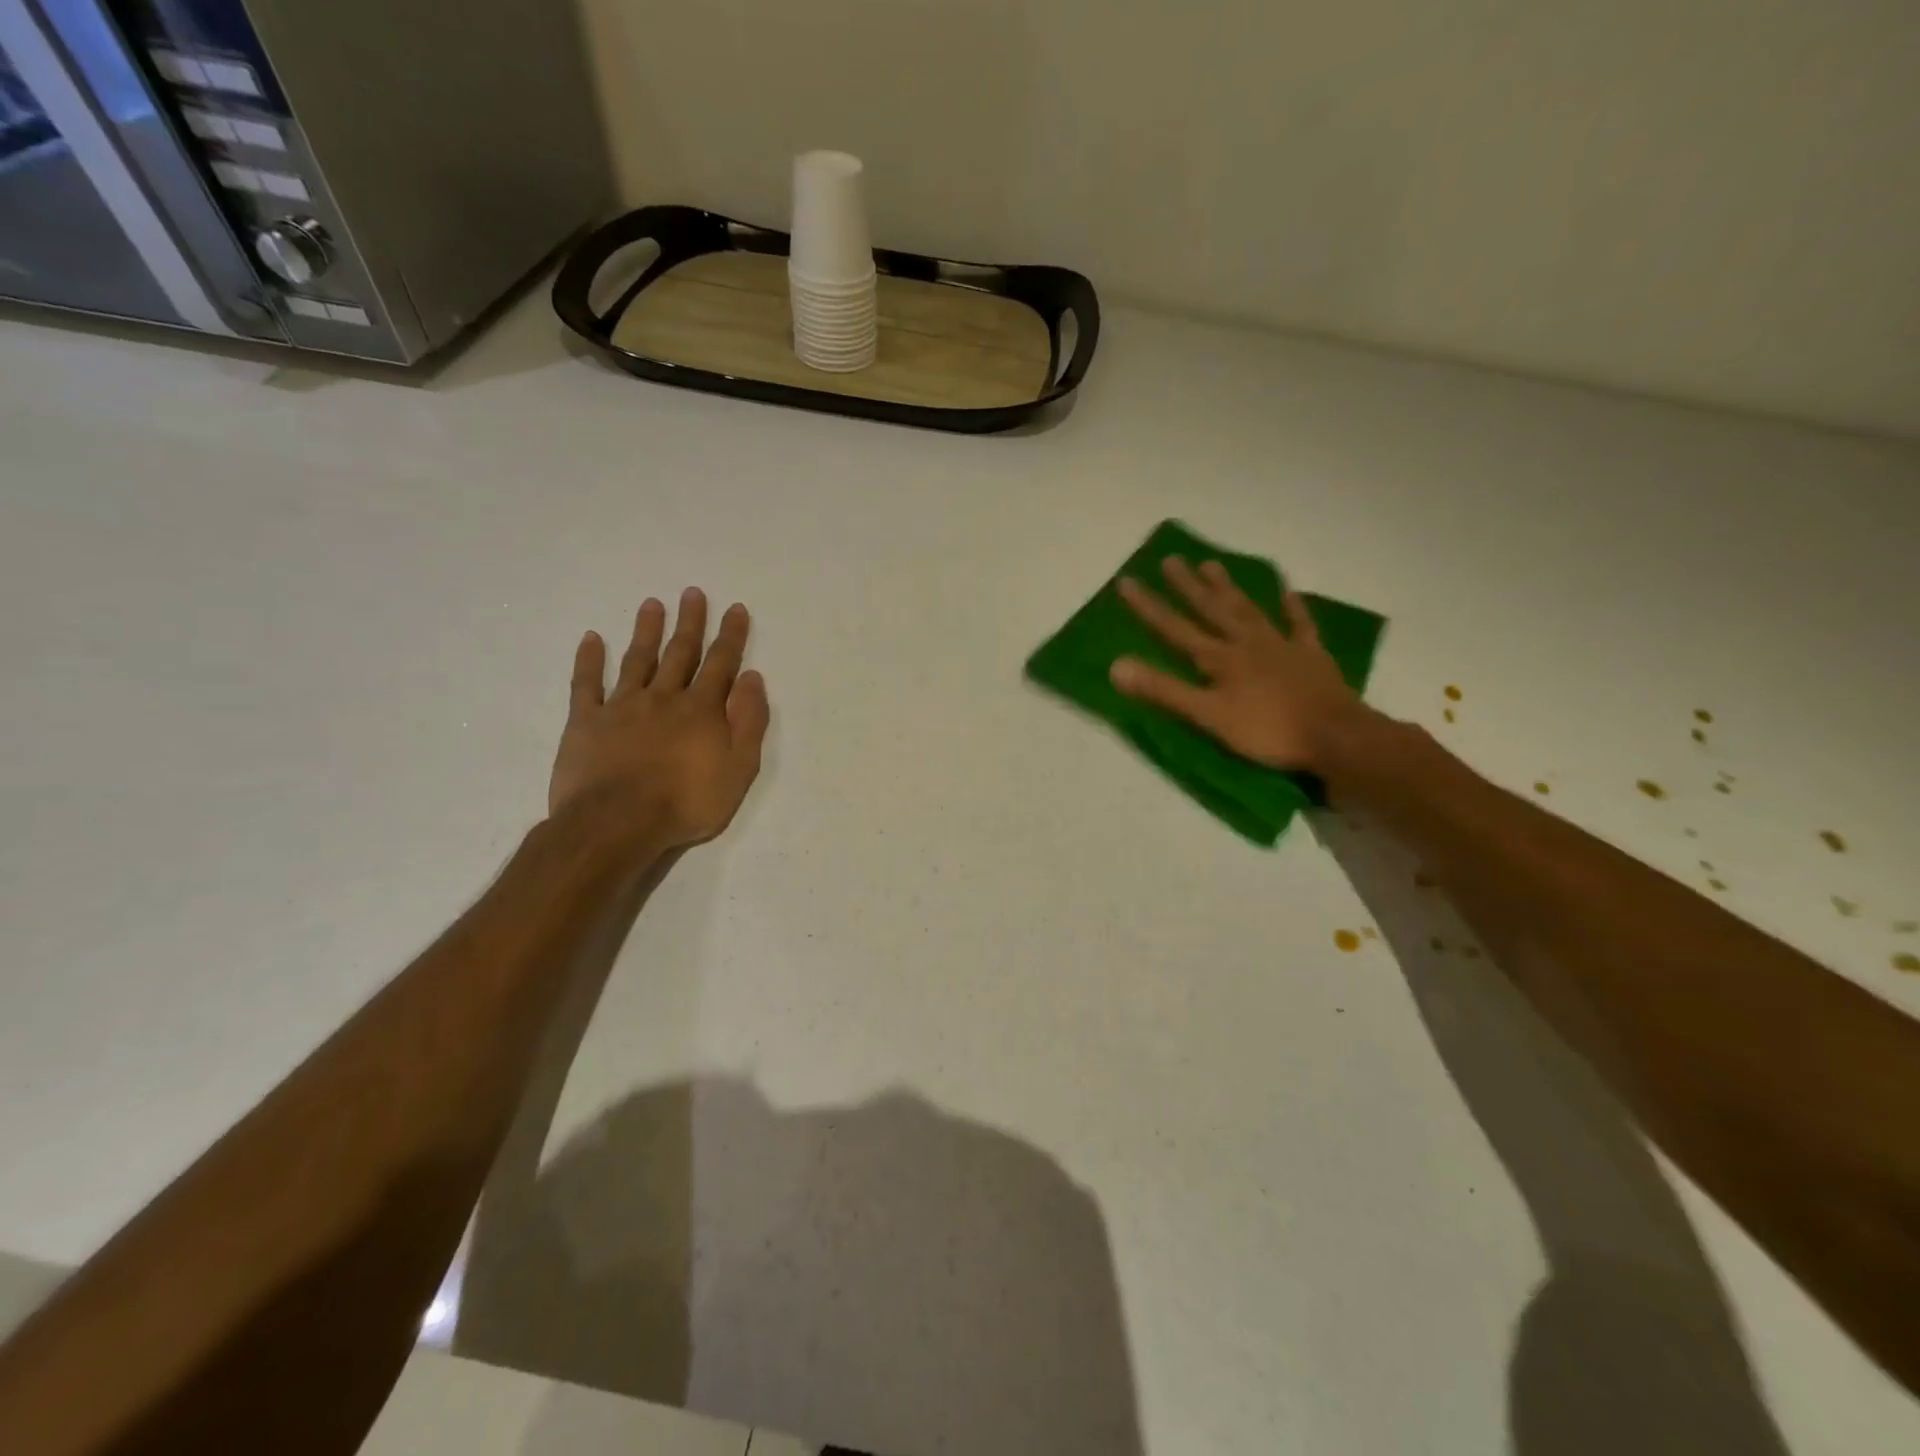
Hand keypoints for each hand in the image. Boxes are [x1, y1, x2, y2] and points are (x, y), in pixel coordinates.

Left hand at [549, 588, 769, 848]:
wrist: (618, 823)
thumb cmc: (687, 801)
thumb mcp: (739, 768)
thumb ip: (748, 721)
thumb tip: (752, 679)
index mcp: (701, 709)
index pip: (721, 664)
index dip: (730, 636)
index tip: (735, 609)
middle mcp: (663, 698)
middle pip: (680, 653)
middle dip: (690, 622)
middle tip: (693, 593)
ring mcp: (621, 707)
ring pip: (638, 660)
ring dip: (647, 631)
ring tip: (652, 604)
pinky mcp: (585, 722)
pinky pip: (586, 684)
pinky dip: (589, 660)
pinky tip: (592, 639)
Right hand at [1111, 557, 1361, 771]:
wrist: (1334, 736)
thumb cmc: (1266, 730)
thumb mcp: (1207, 715)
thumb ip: (1163, 690)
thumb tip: (1116, 666)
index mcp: (1219, 658)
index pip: (1175, 628)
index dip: (1149, 607)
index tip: (1127, 581)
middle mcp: (1246, 642)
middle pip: (1212, 609)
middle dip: (1187, 586)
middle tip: (1171, 558)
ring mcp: (1281, 645)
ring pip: (1249, 609)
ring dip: (1229, 588)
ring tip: (1212, 564)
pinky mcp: (1310, 656)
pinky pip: (1299, 625)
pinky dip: (1293, 607)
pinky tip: (1288, 591)